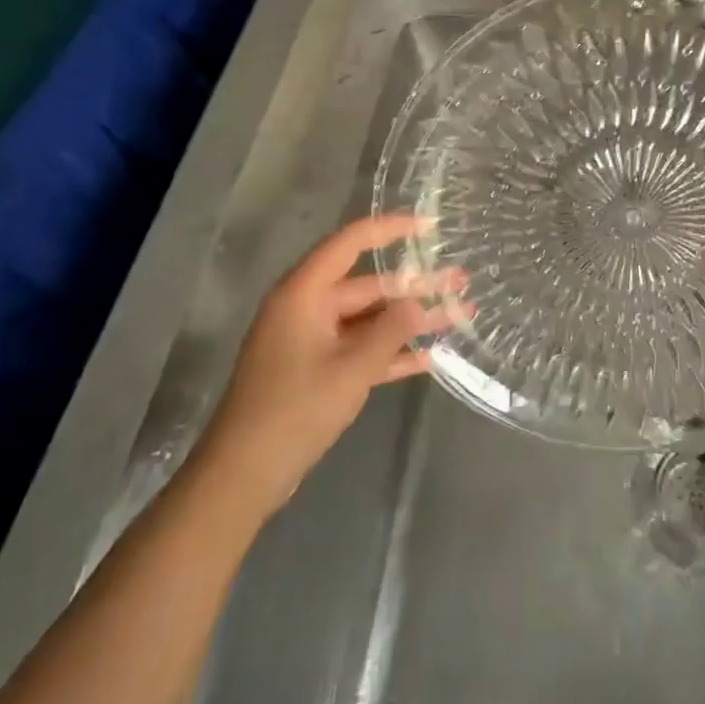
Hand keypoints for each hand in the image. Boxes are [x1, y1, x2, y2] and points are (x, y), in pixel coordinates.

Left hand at [200, 214, 465, 504]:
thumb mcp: (351, 369)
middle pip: (370, 286)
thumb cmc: (294, 411)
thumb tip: (418, 301)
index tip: (430, 227)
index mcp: (305, 294)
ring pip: (371, 320)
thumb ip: (390, 330)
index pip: (350, 243)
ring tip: (460, 314)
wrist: (243, 476)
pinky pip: (361, 349)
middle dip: (417, 286)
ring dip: (411, 321)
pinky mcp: (317, 370)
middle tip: (461, 281)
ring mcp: (313, 340)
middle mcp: (308, 308)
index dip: (391, 229)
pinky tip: (430, 357)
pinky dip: (392, 352)